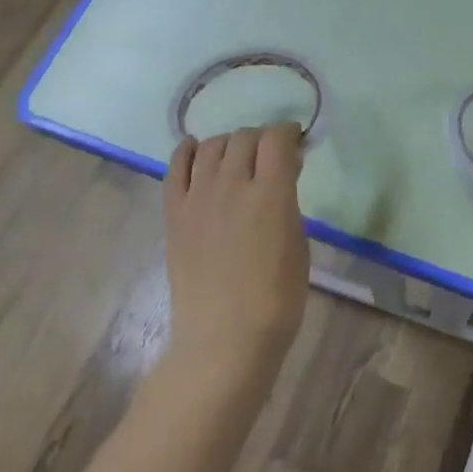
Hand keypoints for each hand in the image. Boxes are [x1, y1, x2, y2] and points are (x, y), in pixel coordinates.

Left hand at [164, 124, 310, 385]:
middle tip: (269, 157)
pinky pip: (175, 167)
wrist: (224, 337)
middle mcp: (231, 184)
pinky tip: (195, 149)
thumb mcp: (298, 243)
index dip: (288, 133)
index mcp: (270, 193)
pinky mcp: (174, 213)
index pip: (277, 138)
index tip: (295, 143)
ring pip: (211, 145)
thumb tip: (284, 171)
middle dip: (261, 140)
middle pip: (244, 137)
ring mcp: (197, 197)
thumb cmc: (276, 298)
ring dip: (229, 144)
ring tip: (236, 158)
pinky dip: (187, 151)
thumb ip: (288, 200)